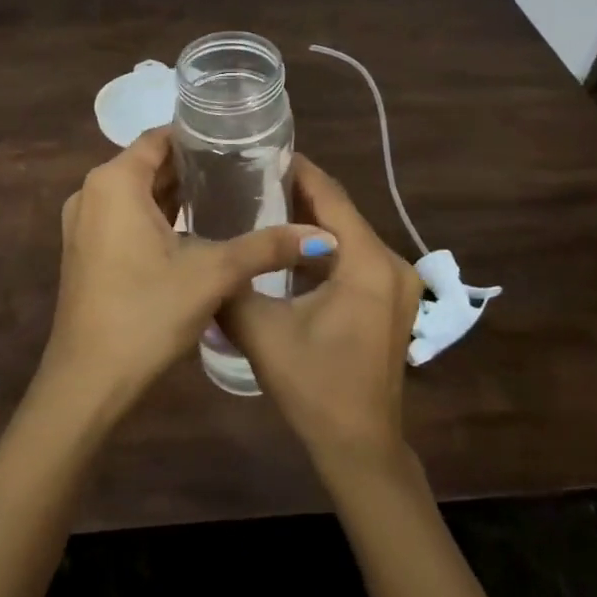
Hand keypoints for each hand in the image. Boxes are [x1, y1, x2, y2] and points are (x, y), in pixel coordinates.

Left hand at [40, 127, 334, 418]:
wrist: (88, 380)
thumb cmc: (147, 313)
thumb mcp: (212, 274)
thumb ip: (265, 247)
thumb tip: (322, 236)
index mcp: (114, 182)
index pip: (159, 138)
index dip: (197, 137)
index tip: (237, 142)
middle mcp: (91, 193)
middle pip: (146, 164)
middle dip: (191, 166)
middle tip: (242, 169)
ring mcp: (83, 223)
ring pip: (135, 193)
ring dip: (174, 193)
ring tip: (226, 194)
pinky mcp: (85, 251)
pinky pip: (124, 217)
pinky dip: (155, 216)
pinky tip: (193, 230)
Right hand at [222, 156, 422, 470]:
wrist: (359, 446)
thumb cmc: (313, 384)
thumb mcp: (260, 329)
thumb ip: (231, 283)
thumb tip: (201, 252)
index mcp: (366, 262)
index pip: (330, 195)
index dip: (297, 170)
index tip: (261, 150)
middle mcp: (390, 263)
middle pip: (341, 211)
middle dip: (298, 191)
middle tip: (251, 175)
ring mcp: (395, 284)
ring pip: (347, 235)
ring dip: (310, 220)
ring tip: (261, 202)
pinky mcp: (388, 301)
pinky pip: (353, 258)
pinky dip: (322, 247)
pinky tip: (287, 247)